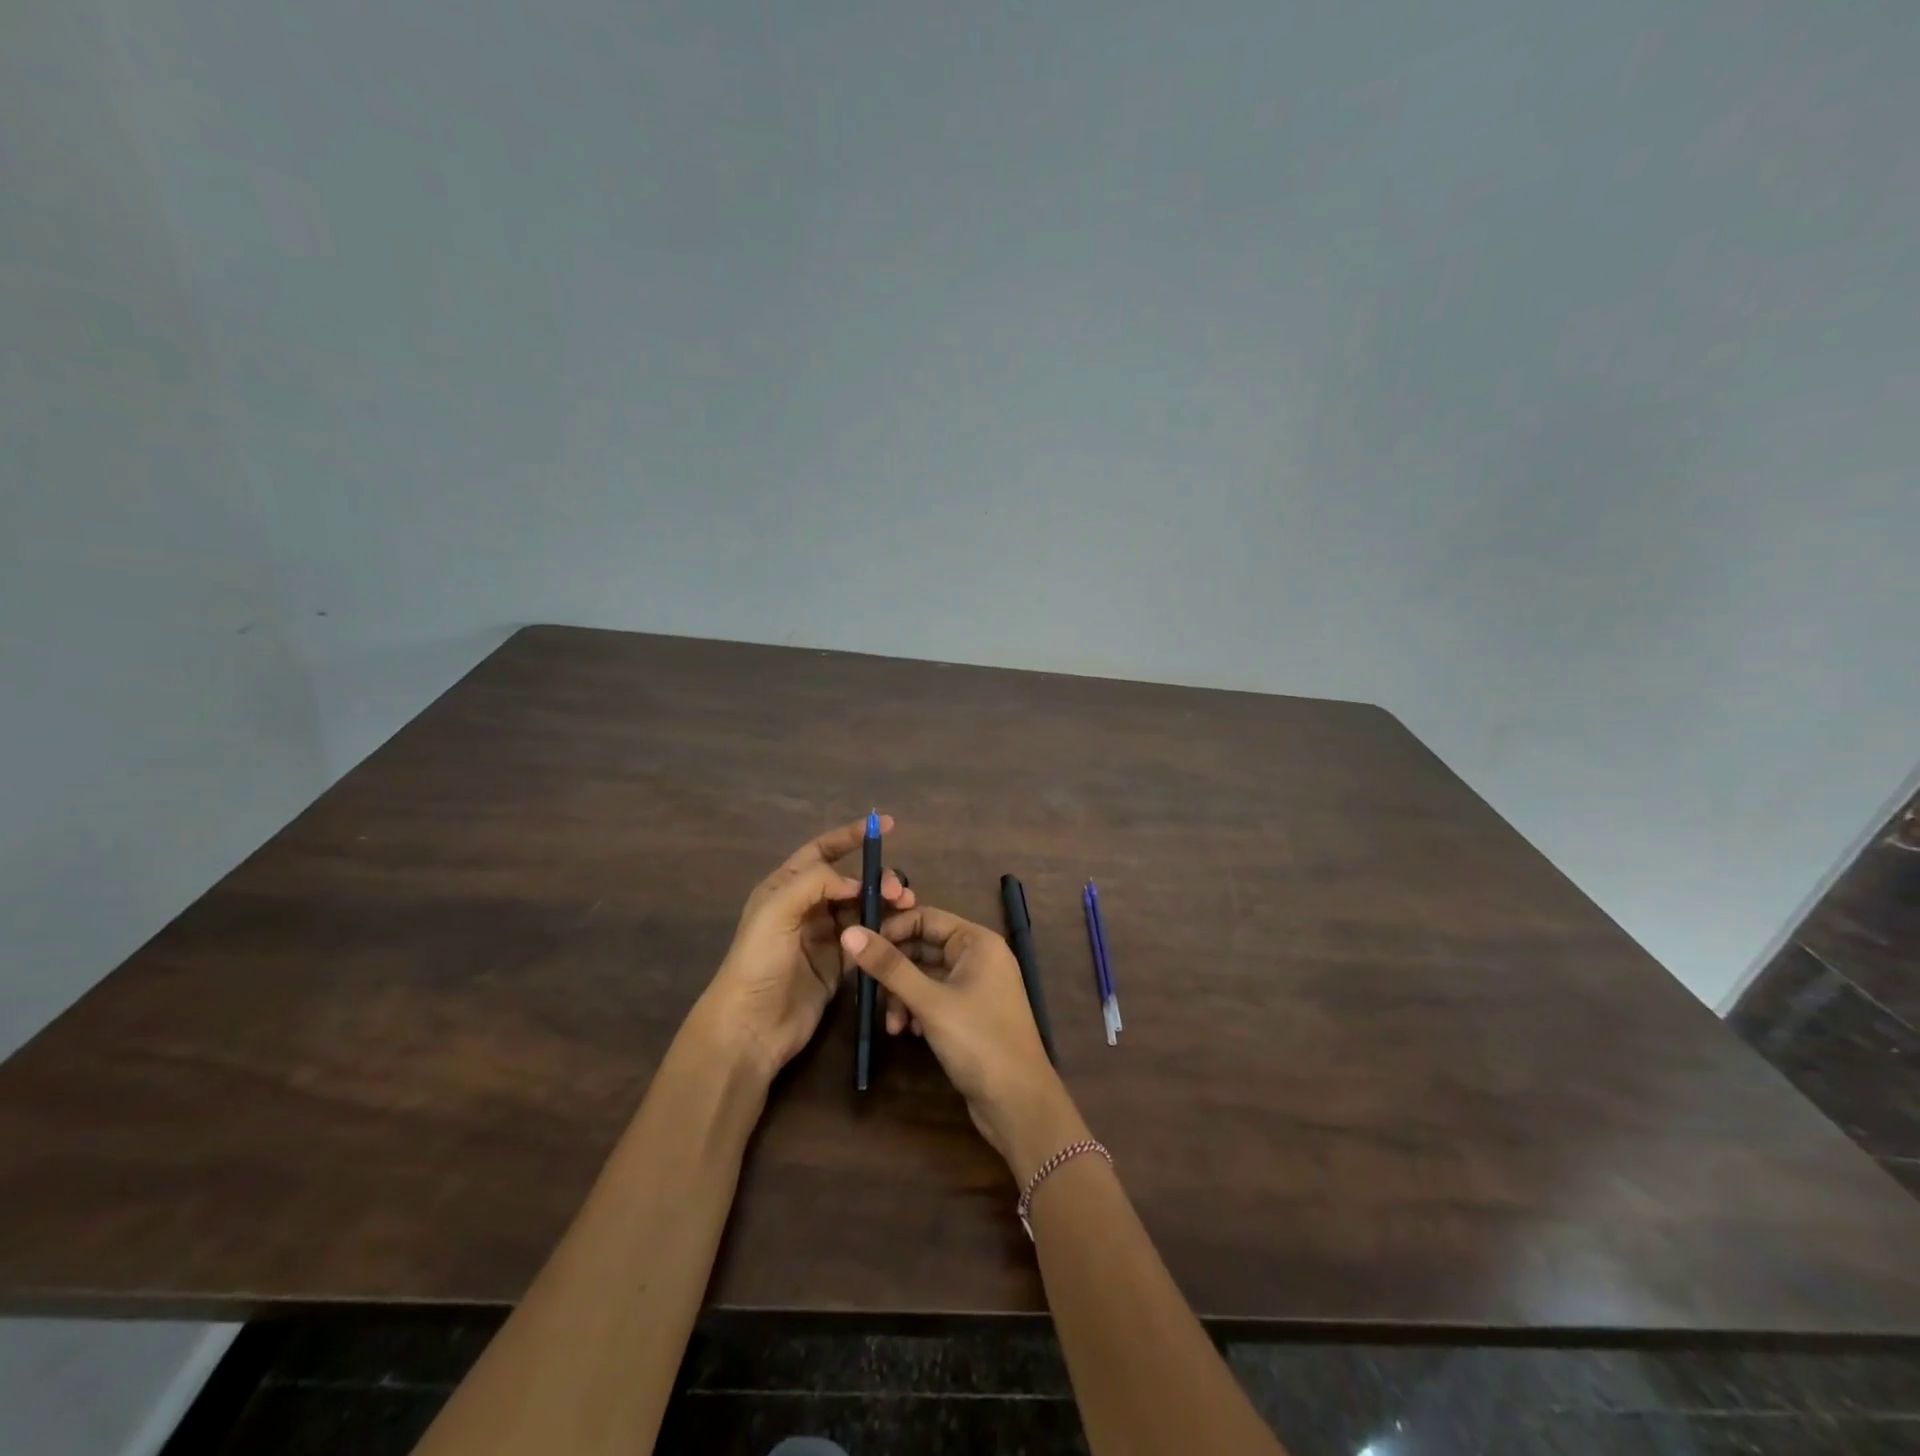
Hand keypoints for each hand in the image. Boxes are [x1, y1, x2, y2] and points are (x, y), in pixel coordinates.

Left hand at [702, 817, 912, 1081]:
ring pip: (862, 909)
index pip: (822, 851)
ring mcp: (824, 937)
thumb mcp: (777, 911)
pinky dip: (883, 932)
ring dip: (885, 905)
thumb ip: (816, 883)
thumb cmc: (758, 962)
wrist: (751, 1027)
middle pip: (850, 881)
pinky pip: (866, 939)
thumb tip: (857, 881)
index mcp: (786, 887)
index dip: (851, 837)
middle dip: (877, 879)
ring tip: (906, 908)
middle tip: (899, 891)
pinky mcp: (838, 965)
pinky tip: (898, 932)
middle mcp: (806, 907)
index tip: (885, 826)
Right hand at [840, 908, 1085, 1179]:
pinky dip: (917, 1011)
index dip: (892, 930)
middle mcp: (978, 957)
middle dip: (895, 971)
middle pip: (923, 948)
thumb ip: (889, 967)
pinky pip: (934, 999)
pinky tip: (909, 1033)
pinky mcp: (970, 1014)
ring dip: (903, 996)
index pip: (926, 918)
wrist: (1019, 1103)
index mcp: (977, 941)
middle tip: (866, 991)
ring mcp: (976, 986)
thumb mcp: (929, 1002)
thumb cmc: (978, 1041)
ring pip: (925, 976)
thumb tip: (849, 932)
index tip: (860, 952)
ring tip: (893, 1025)